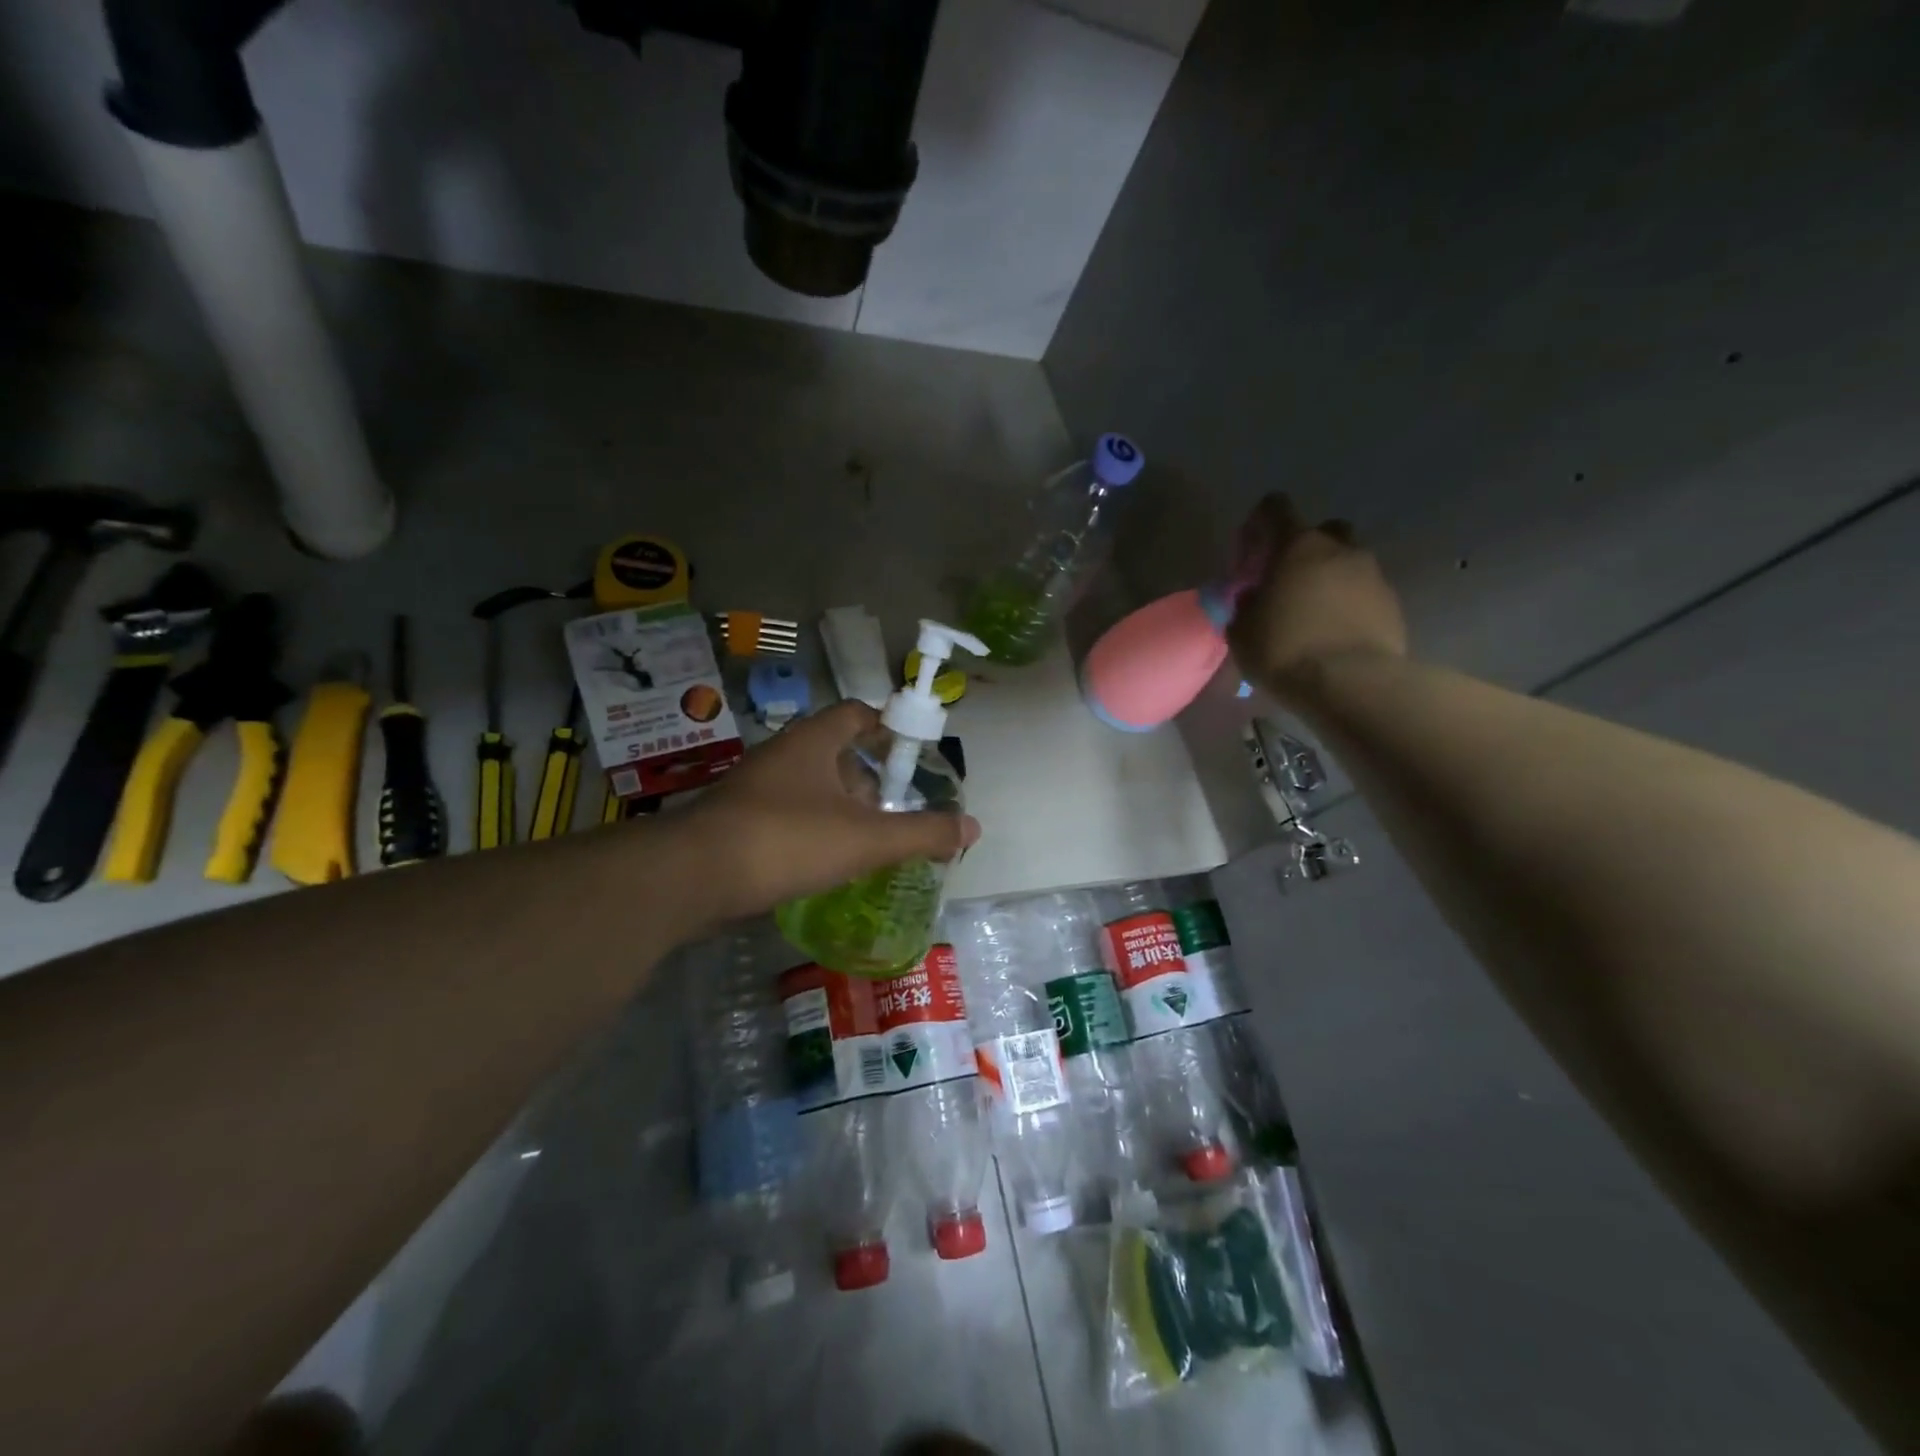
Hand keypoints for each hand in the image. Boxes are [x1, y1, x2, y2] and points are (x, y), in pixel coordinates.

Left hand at [673, 701, 980, 926]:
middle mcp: (782, 755)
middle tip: (894, 808)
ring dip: (839, 807)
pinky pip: (786, 815)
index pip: (857, 713)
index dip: (887, 725)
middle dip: (867, 778)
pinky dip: (811, 829)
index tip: (911, 752)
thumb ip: (922, 832)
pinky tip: (825, 862)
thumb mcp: (866, 839)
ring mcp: (754, 788)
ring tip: (866, 840)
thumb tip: (973, 827)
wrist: (694, 876)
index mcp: (813, 741)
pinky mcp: (736, 821)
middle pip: (835, 752)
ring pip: (809, 786)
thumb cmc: (788, 840)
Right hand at [1225, 494, 1407, 705]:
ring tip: (1313, 614)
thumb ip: (1245, 605)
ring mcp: (1373, 575)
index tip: (1251, 549)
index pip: (1276, 509)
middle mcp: (1339, 550)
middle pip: (1323, 531)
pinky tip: (1335, 634)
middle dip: (1305, 549)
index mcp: (1298, 547)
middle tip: (1288, 581)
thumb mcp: (1242, 631)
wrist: (1352, 684)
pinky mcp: (1393, 604)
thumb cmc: (1284, 650)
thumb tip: (1254, 597)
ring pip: (1348, 563)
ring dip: (1330, 579)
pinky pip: (1365, 593)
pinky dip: (1350, 605)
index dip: (1260, 523)